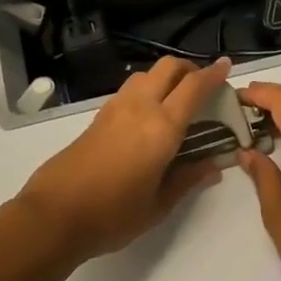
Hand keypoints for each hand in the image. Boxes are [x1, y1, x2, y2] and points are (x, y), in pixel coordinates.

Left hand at [16, 57, 233, 260]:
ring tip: (176, 100)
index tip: (227, 66)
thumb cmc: (113, 215)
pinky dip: (147, 90)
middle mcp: (139, 108)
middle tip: (203, 87)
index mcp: (162, 127)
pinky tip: (149, 116)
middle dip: (189, 69)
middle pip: (167, 68)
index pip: (194, 87)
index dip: (213, 74)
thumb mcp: (158, 205)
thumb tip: (214, 166)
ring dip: (165, 78)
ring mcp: (114, 109)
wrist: (54, 215)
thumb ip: (188, 180)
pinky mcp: (97, 118)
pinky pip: (129, 90)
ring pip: (145, 75)